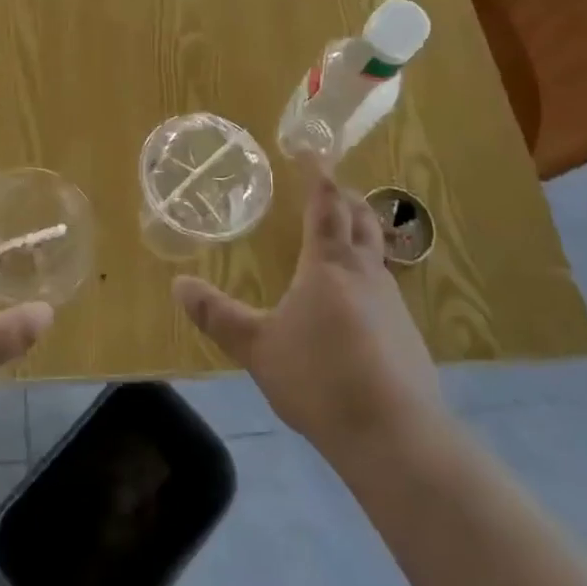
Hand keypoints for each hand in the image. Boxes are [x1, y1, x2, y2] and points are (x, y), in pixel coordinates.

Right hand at [173, 177, 448, 459]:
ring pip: (377, 251)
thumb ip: (218, 314)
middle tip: (328, 186)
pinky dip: (368, 273)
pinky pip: (385, 286)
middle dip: (344, 196)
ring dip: (361, 232)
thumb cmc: (319, 378)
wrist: (395, 436)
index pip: (325, 203)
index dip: (318, 173)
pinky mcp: (408, 335)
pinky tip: (357, 301)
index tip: (311, 149)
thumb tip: (178, 284)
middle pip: (360, 218)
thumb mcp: (257, 347)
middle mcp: (365, 272)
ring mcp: (393, 303)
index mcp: (328, 263)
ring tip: (342, 234)